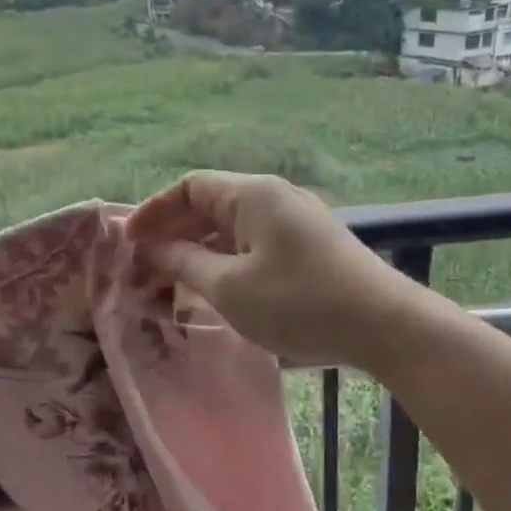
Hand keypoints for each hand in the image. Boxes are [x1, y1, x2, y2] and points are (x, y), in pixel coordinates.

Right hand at [127, 172, 418, 367]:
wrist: (383, 325)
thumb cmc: (299, 303)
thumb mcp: (231, 288)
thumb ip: (185, 264)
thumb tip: (154, 248)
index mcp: (253, 194)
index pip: (190, 186)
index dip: (154, 211)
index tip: (128, 243)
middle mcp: (275, 198)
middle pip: (212, 205)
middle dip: (175, 233)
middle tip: (145, 268)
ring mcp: (297, 222)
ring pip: (235, 228)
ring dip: (201, 251)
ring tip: (174, 284)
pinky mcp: (312, 248)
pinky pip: (257, 245)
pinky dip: (229, 262)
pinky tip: (218, 290)